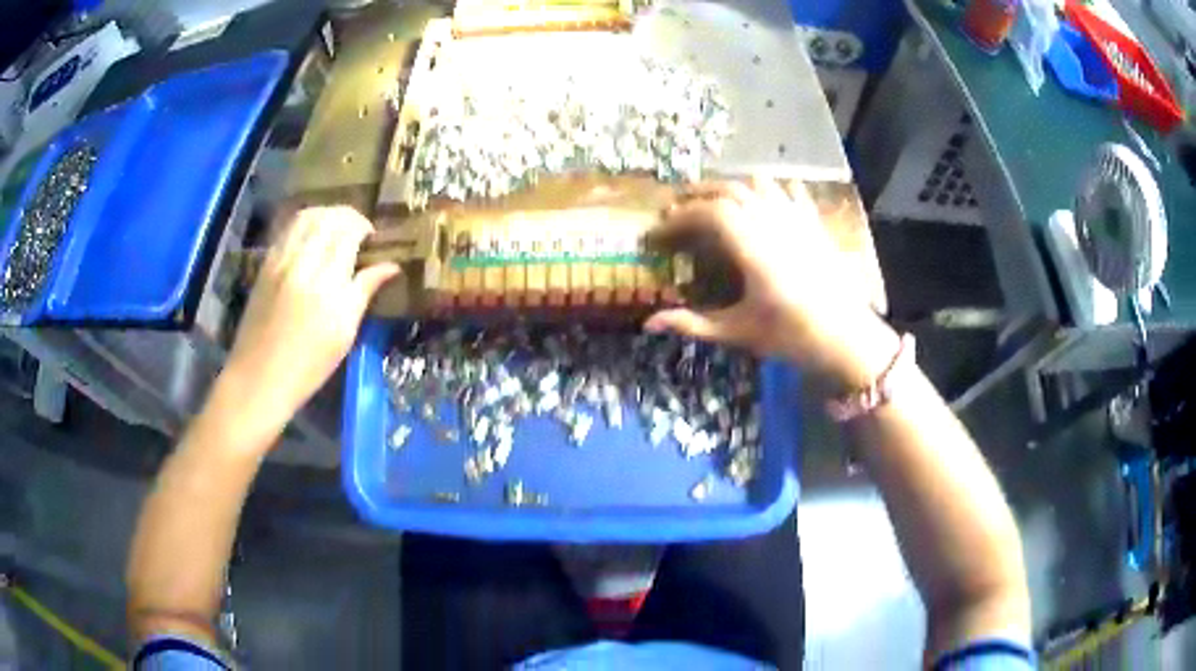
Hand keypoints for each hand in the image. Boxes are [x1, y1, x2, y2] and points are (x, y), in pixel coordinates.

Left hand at [220, 207, 399, 433]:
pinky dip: (304, 224)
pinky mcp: (265, 265)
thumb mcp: (344, 332)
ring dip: (325, 215)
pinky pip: (287, 229)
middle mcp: (302, 262)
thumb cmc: (308, 364)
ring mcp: (280, 260)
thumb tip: (392, 265)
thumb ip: (365, 291)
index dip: (364, 227)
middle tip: (357, 232)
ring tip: (335, 230)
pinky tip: (311, 238)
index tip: (372, 240)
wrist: (259, 378)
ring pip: (306, 217)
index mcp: (327, 281)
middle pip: (328, 217)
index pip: (349, 231)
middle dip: (347, 217)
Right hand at [644, 178, 898, 389]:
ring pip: (760, 184)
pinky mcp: (815, 225)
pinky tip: (766, 201)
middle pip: (730, 190)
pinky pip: (792, 192)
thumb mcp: (739, 332)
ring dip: (732, 188)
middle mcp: (773, 223)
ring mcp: (798, 220)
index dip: (680, 217)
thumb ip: (693, 324)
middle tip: (677, 210)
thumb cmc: (791, 337)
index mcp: (752, 247)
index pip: (709, 212)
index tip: (661, 231)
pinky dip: (773, 190)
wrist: (848, 339)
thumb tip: (649, 324)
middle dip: (698, 194)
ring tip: (716, 204)